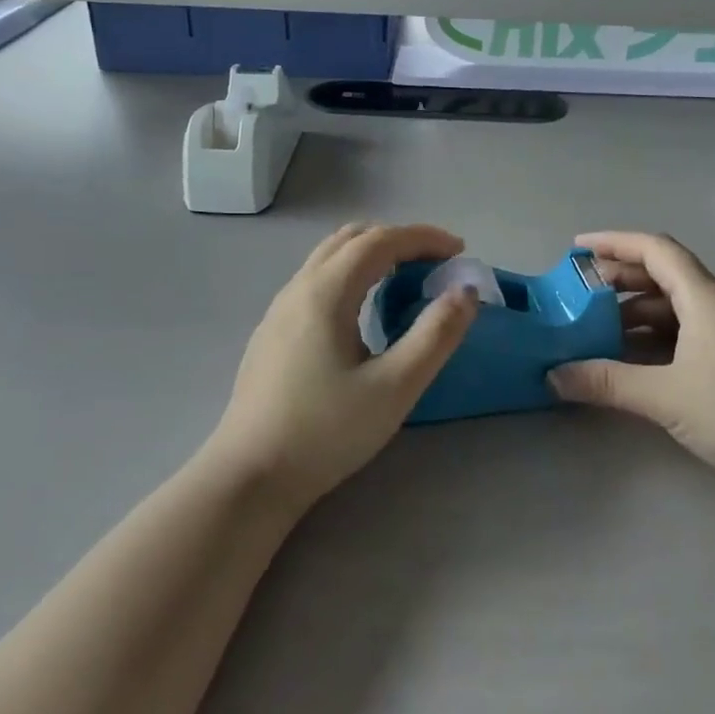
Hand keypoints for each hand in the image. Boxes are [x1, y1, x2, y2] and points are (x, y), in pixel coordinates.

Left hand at [207, 223, 477, 510]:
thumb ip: (435, 335)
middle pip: (352, 238)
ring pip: (330, 257)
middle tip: (434, 263)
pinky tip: (362, 311)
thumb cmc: (326, 431)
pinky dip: (351, 273)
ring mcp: (279, 309)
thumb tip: (465, 292)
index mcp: (327, 291)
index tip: (459, 251)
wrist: (249, 476)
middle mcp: (299, 287)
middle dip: (398, 240)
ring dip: (372, 254)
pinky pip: (317, 280)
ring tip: (404, 280)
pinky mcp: (272, 332)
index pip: (380, 240)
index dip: (424, 237)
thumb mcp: (395, 387)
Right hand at [551, 232, 714, 508]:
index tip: (577, 248)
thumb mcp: (667, 396)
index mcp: (704, 297)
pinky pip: (686, 331)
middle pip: (663, 274)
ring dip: (635, 310)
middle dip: (619, 278)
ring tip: (597, 327)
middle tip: (579, 292)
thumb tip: (553, 375)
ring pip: (674, 305)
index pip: (655, 249)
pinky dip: (654, 335)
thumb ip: (608, 383)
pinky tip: (633, 359)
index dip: (614, 242)